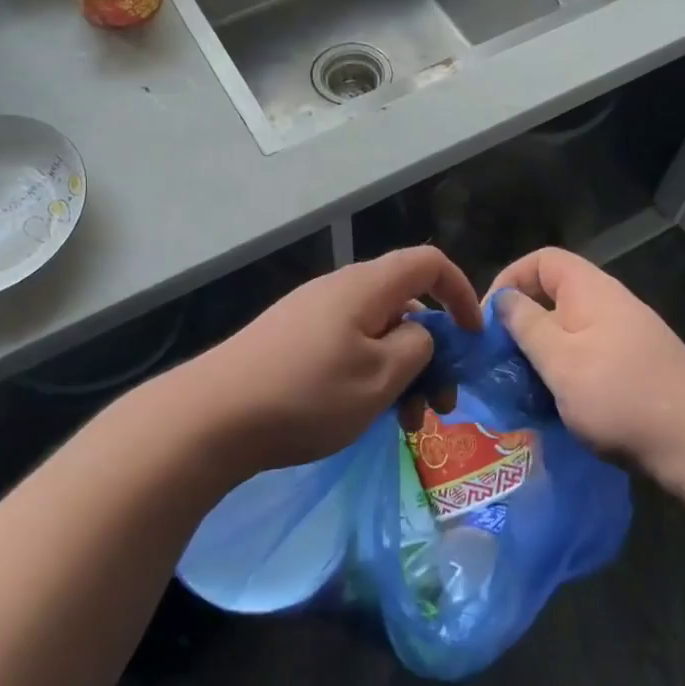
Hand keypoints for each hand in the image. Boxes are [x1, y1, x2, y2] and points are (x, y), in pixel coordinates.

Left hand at [200, 246, 480, 474]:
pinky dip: (368, 375)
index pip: (428, 262)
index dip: (460, 293)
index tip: (472, 339)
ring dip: (401, 371)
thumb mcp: (380, 377)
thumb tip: (419, 335)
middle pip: (403, 304)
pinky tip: (361, 415)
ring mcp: (310, 314)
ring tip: (403, 423)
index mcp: (365, 287)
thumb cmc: (307, 395)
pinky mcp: (290, 340)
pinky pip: (346, 346)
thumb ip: (417, 348)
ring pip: (375, 333)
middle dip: (431, 351)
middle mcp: (338, 290)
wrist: (212, 416)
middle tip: (438, 404)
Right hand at [489, 248, 684, 483]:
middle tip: (502, 359)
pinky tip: (559, 403)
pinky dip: (567, 371)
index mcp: (592, 290)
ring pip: (570, 330)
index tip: (489, 319)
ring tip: (524, 386)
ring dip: (542, 352)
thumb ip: (526, 325)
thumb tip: (503, 299)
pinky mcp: (637, 366)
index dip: (510, 279)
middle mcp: (612, 304)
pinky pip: (589, 355)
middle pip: (554, 295)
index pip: (543, 259)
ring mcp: (628, 336)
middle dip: (523, 323)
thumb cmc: (621, 397)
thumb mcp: (560, 361)